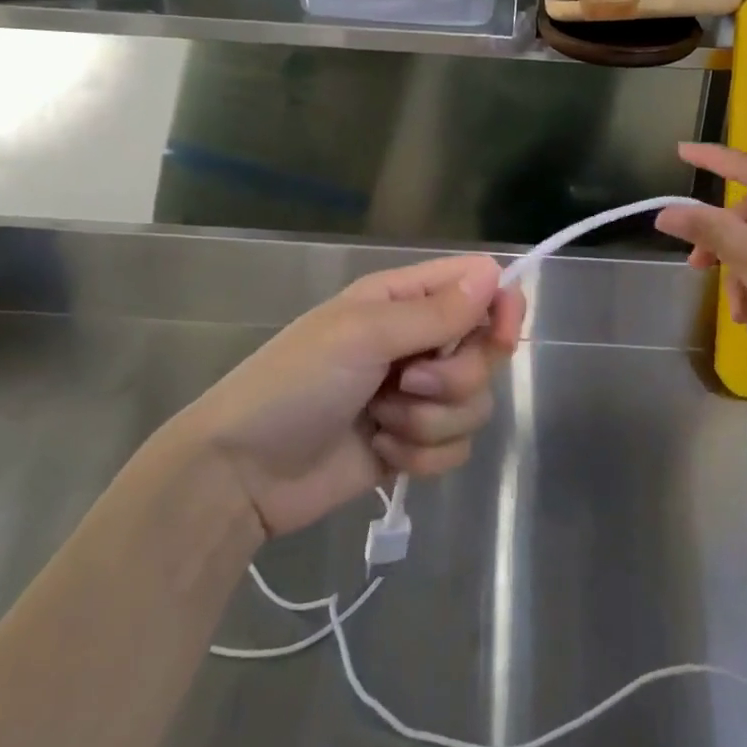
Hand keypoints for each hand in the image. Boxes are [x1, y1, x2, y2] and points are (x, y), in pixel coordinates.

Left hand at [179, 255, 524, 538]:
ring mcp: (417, 395)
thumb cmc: (296, 383)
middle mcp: (418, 342)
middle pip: (484, 351)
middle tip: (407, 383)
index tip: (501, 335)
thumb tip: (493, 274)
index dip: (499, 306)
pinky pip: (456, 447)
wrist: (245, 472)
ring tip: (381, 421)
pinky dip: (422, 454)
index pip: (476, 286)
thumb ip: (434, 312)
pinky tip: (382, 451)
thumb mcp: (362, 335)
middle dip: (454, 377)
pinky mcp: (414, 443)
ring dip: (431, 420)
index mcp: (403, 300)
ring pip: (475, 404)